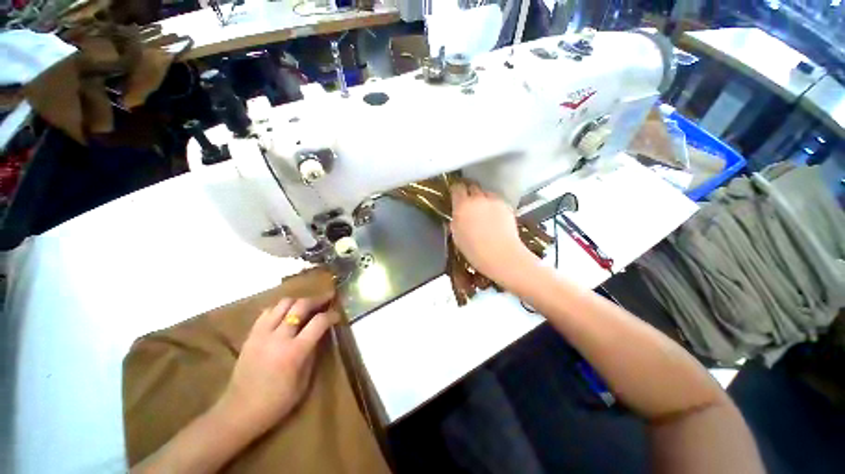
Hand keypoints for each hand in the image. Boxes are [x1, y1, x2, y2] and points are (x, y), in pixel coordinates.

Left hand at [215, 293, 338, 437]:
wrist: (239, 411)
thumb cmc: (277, 402)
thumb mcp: (304, 381)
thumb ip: (313, 353)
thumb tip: (320, 334)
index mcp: (294, 352)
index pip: (319, 322)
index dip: (331, 315)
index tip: (337, 315)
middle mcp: (278, 337)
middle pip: (301, 305)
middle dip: (317, 300)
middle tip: (326, 300)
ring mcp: (262, 334)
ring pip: (283, 303)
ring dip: (298, 301)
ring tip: (307, 306)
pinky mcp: (251, 335)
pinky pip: (267, 312)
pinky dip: (280, 309)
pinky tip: (286, 315)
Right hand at [450, 182, 536, 287]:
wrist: (501, 254)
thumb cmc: (474, 250)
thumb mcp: (456, 235)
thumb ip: (456, 221)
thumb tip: (457, 216)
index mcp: (462, 205)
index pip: (457, 188)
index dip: (456, 189)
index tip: (455, 193)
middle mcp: (478, 199)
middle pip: (473, 186)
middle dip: (469, 192)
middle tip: (469, 202)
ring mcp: (494, 201)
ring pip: (486, 193)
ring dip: (482, 198)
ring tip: (483, 210)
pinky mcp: (506, 206)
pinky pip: (497, 201)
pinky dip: (494, 205)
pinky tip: (494, 217)